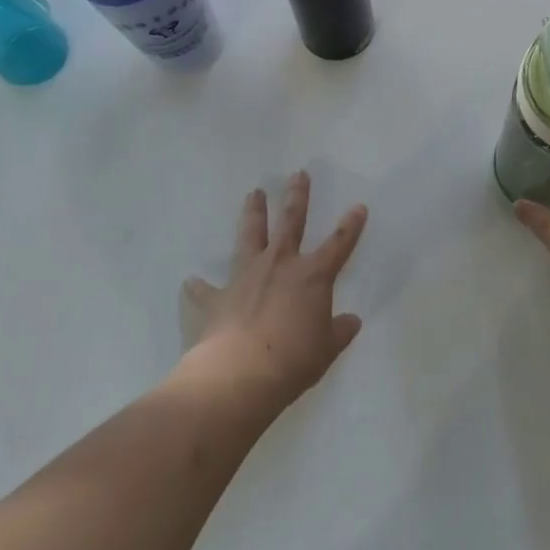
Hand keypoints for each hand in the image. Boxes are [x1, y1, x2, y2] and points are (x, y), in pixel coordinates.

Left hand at [182, 171, 366, 406]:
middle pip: (291, 222)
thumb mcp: (326, 350)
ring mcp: (245, 277)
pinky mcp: (216, 298)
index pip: (339, 244)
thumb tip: (352, 321)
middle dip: (296, 197)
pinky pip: (205, 290)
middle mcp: (279, 266)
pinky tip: (192, 283)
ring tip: (253, 193)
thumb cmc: (293, 360)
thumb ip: (339, 332)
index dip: (351, 226)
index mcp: (312, 276)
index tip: (358, 207)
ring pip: (250, 236)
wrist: (239, 375)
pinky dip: (199, 288)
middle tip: (297, 174)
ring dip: (253, 213)